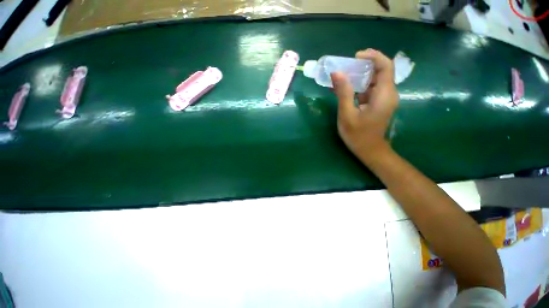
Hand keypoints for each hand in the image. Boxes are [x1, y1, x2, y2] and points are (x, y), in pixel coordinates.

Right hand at [331, 49, 398, 162]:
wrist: (369, 150)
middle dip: (364, 65)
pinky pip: (370, 89)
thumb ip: (343, 93)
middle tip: (346, 66)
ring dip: (360, 76)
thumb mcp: (347, 114)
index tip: (355, 57)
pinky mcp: (378, 104)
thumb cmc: (357, 135)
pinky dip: (359, 86)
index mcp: (384, 94)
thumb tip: (337, 72)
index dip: (372, 56)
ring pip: (374, 80)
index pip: (385, 66)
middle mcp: (388, 93)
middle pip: (381, 71)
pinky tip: (345, 89)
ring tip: (343, 76)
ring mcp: (383, 99)